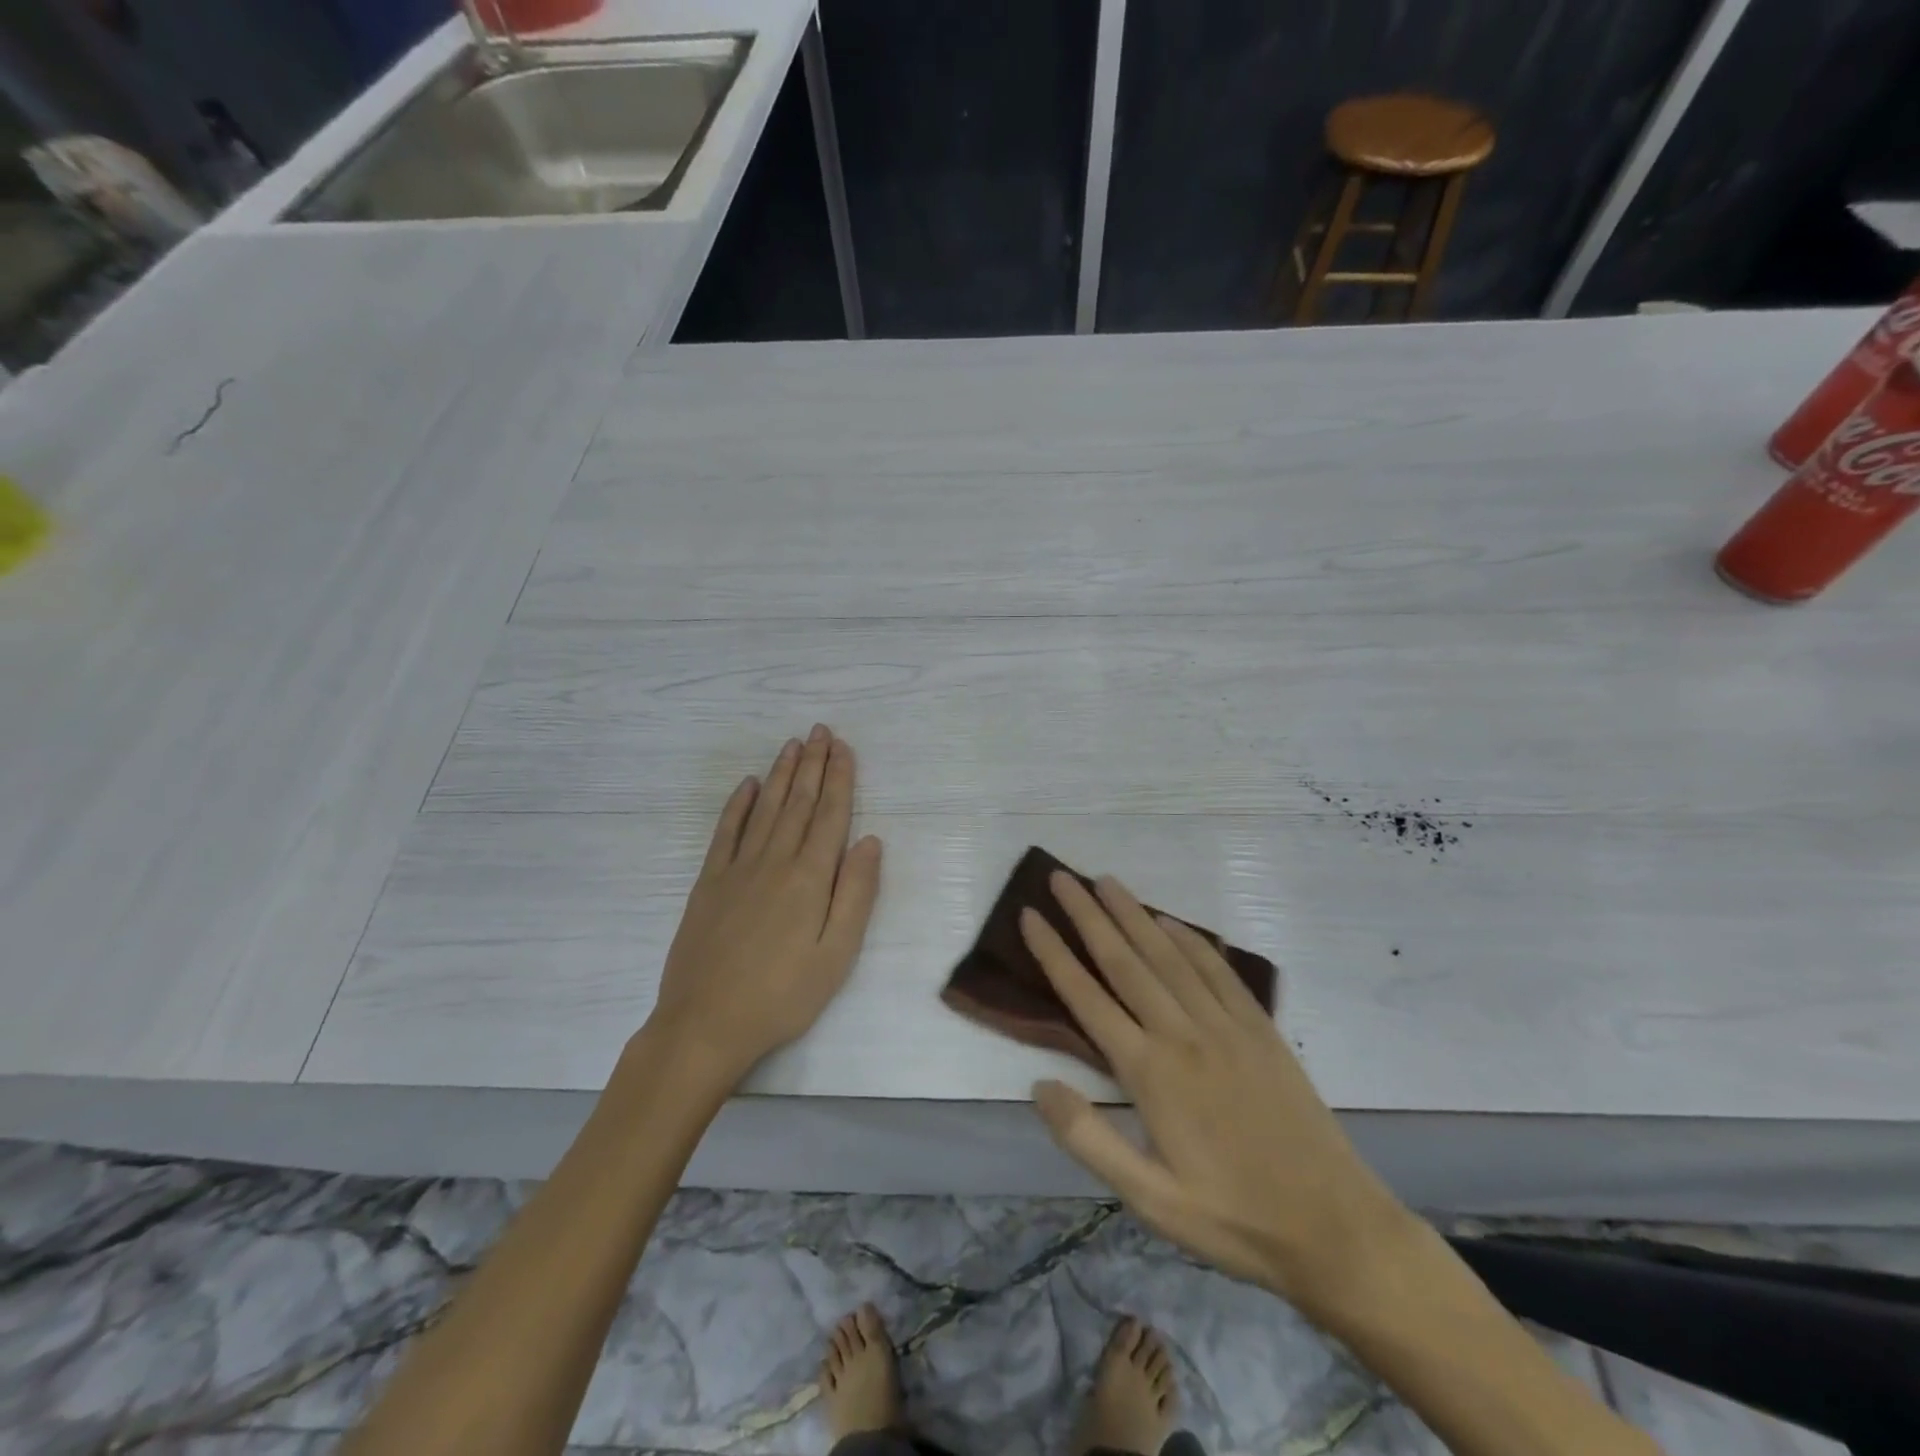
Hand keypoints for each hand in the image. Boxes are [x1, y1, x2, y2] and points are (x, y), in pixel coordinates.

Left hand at [645, 726, 882, 1084]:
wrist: (705, 1024)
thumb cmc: (783, 996)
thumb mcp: (836, 955)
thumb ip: (856, 895)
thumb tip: (870, 841)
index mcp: (809, 878)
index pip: (830, 815)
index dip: (839, 779)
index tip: (843, 748)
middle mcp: (774, 861)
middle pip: (798, 802)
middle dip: (812, 764)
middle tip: (820, 730)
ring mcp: (737, 869)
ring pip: (765, 809)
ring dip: (781, 774)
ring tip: (792, 744)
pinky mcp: (709, 882)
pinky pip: (726, 831)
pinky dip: (738, 804)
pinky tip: (748, 785)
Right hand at [1020, 872, 1412, 1312]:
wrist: (1335, 1227)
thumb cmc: (1233, 1218)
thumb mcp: (1151, 1201)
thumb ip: (1089, 1140)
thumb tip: (1038, 1085)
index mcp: (1150, 1072)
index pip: (1086, 997)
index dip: (1053, 953)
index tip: (1030, 915)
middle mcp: (1182, 1033)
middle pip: (1124, 960)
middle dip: (1088, 915)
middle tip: (1060, 876)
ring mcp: (1225, 1025)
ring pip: (1168, 955)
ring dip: (1134, 914)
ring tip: (1105, 882)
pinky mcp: (1259, 1027)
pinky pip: (1217, 969)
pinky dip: (1190, 939)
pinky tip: (1171, 921)